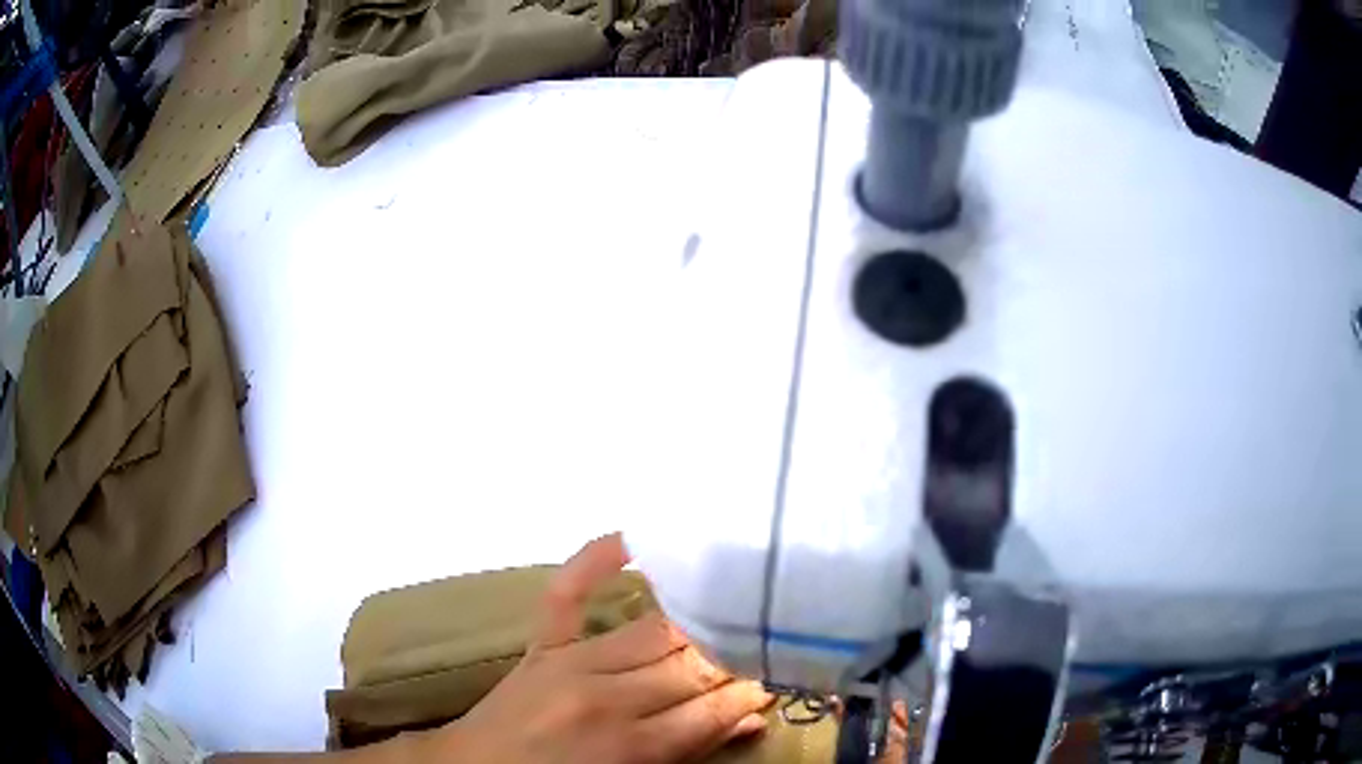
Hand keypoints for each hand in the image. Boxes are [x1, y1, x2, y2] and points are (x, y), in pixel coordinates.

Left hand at [431, 534, 772, 763]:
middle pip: (691, 664)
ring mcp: (570, 662)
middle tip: (763, 644)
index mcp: (630, 745)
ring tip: (731, 610)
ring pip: (655, 630)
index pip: (711, 708)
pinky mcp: (541, 644)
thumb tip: (752, 717)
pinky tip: (632, 537)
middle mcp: (606, 697)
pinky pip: (568, 594)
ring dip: (699, 622)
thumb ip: (693, 751)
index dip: (752, 690)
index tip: (777, 676)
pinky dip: (595, 561)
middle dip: (735, 655)